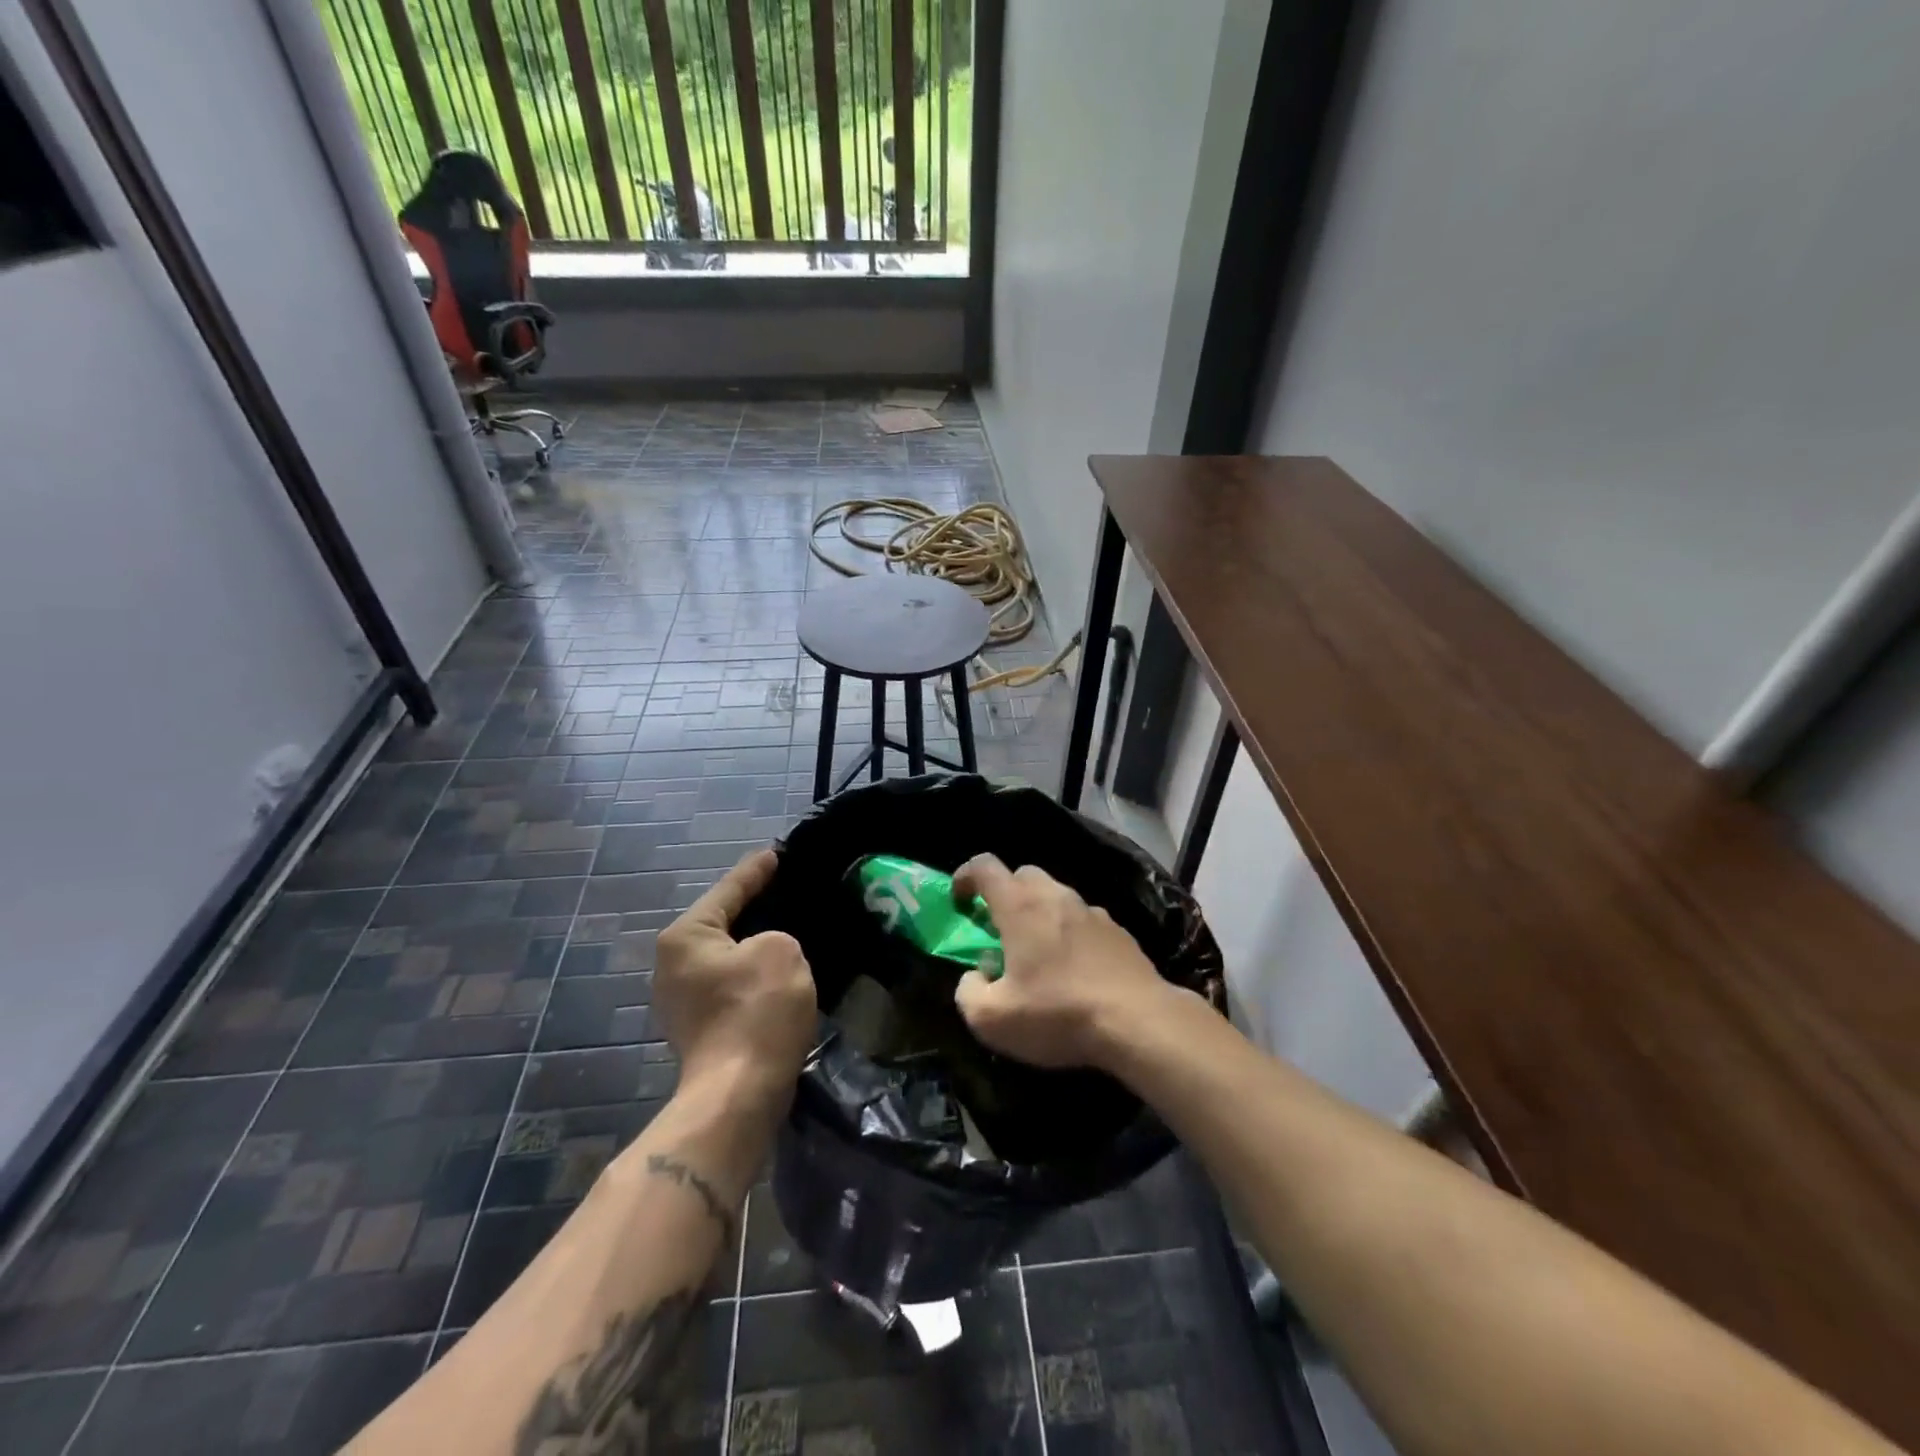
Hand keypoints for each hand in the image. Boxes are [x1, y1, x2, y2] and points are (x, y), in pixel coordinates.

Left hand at [653, 849, 816, 1108]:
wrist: (738, 1094)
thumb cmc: (757, 1010)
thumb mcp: (781, 950)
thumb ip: (775, 935)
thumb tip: (764, 952)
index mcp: (685, 937)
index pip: (728, 891)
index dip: (756, 871)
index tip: (776, 854)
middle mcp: (672, 964)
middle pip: (721, 923)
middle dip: (753, 908)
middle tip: (785, 889)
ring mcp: (680, 1000)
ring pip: (726, 956)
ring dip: (753, 945)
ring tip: (787, 928)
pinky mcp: (698, 1028)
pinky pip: (729, 983)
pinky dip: (751, 974)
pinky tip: (776, 971)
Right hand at [950, 854, 1175, 1070]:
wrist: (1138, 1022)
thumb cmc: (1058, 1014)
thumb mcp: (991, 1019)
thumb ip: (969, 992)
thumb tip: (976, 976)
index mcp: (1020, 906)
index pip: (984, 866)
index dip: (965, 876)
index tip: (959, 901)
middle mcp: (1056, 896)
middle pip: (1024, 875)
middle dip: (1005, 894)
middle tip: (999, 929)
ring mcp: (1092, 911)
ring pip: (1057, 896)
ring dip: (1040, 915)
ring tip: (1039, 954)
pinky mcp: (1119, 931)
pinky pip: (1084, 921)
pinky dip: (1070, 934)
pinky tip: (1075, 970)